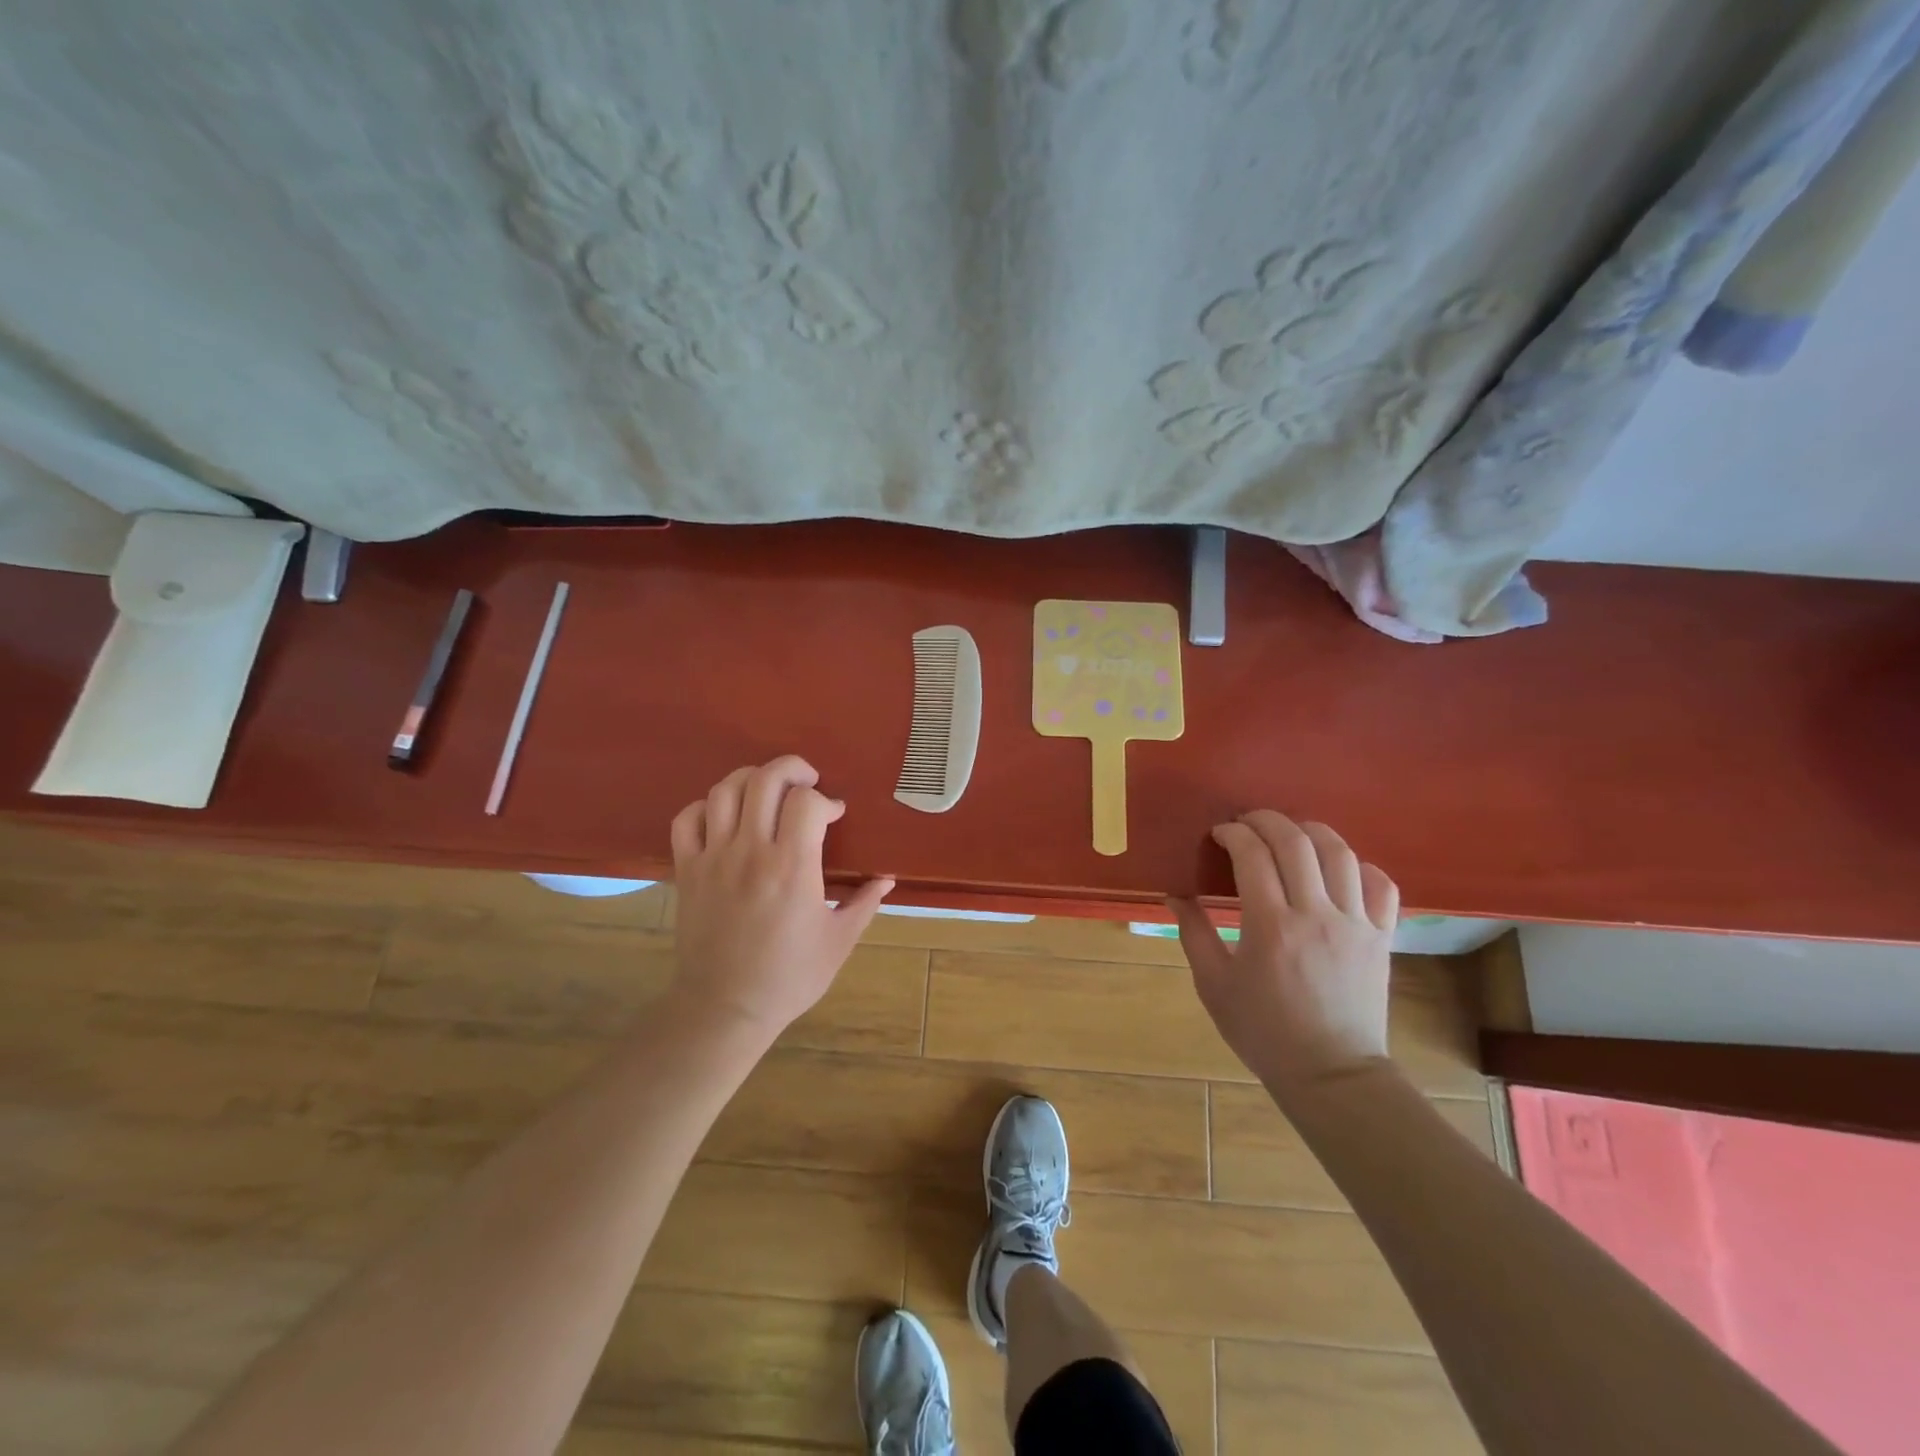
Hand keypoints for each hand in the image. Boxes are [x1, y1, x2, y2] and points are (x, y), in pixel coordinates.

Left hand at [669, 756, 893, 1040]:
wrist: (725, 1008)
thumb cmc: (789, 977)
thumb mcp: (839, 942)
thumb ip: (865, 903)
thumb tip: (887, 877)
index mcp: (793, 868)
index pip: (806, 802)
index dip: (825, 799)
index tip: (834, 815)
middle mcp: (751, 852)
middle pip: (765, 780)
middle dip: (791, 768)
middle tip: (807, 781)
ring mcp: (714, 858)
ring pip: (724, 790)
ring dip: (751, 779)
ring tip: (768, 791)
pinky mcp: (687, 870)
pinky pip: (686, 819)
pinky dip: (706, 806)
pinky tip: (725, 816)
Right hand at [1172, 811, 1397, 1094]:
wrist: (1332, 1073)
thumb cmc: (1263, 1031)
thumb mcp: (1214, 984)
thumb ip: (1193, 933)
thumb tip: (1174, 893)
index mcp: (1270, 926)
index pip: (1252, 855)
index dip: (1233, 833)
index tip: (1219, 834)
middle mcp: (1316, 914)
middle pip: (1296, 841)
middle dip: (1266, 820)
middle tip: (1247, 823)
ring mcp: (1356, 923)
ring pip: (1340, 853)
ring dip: (1311, 831)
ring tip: (1289, 834)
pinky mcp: (1382, 936)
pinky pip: (1381, 884)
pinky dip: (1359, 865)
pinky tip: (1338, 869)